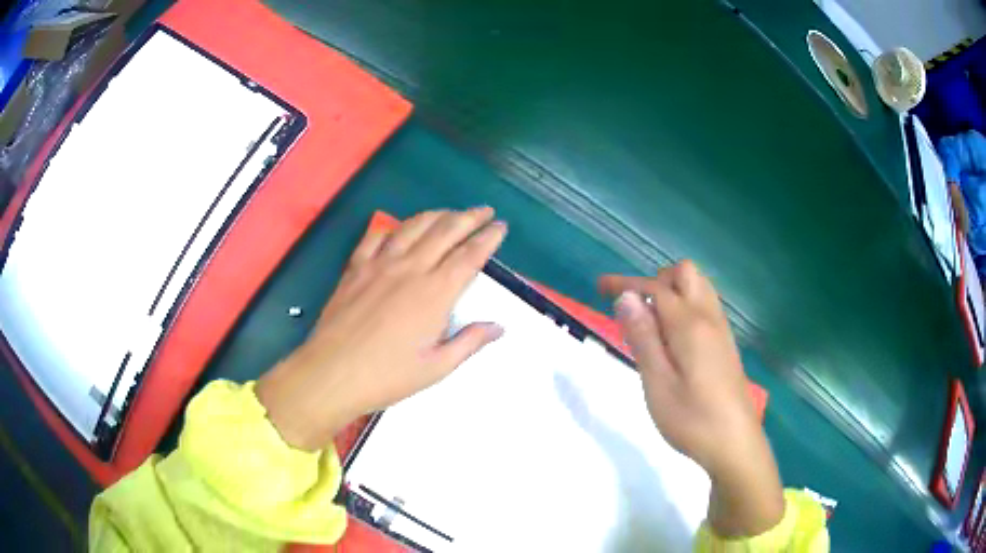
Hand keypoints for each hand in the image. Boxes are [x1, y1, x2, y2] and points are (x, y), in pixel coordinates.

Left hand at [256, 208, 506, 451]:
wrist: (332, 372)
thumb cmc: (387, 375)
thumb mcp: (437, 367)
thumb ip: (470, 342)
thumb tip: (498, 327)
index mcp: (435, 293)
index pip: (470, 255)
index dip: (488, 237)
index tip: (501, 226)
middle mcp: (410, 269)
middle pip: (445, 231)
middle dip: (469, 217)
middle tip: (483, 211)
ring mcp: (380, 264)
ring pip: (413, 226)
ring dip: (436, 215)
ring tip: (449, 213)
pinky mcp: (356, 268)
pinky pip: (376, 237)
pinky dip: (392, 228)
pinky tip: (398, 229)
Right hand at [599, 261, 783, 536]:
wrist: (735, 444)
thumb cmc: (692, 419)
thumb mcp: (657, 384)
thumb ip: (643, 338)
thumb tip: (626, 297)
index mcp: (690, 325)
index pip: (656, 287)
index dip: (626, 283)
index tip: (600, 286)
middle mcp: (709, 318)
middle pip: (685, 273)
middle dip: (655, 280)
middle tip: (634, 309)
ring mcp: (721, 330)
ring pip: (699, 288)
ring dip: (672, 291)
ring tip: (650, 322)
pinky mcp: (726, 345)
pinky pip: (705, 306)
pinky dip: (685, 306)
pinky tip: (673, 338)